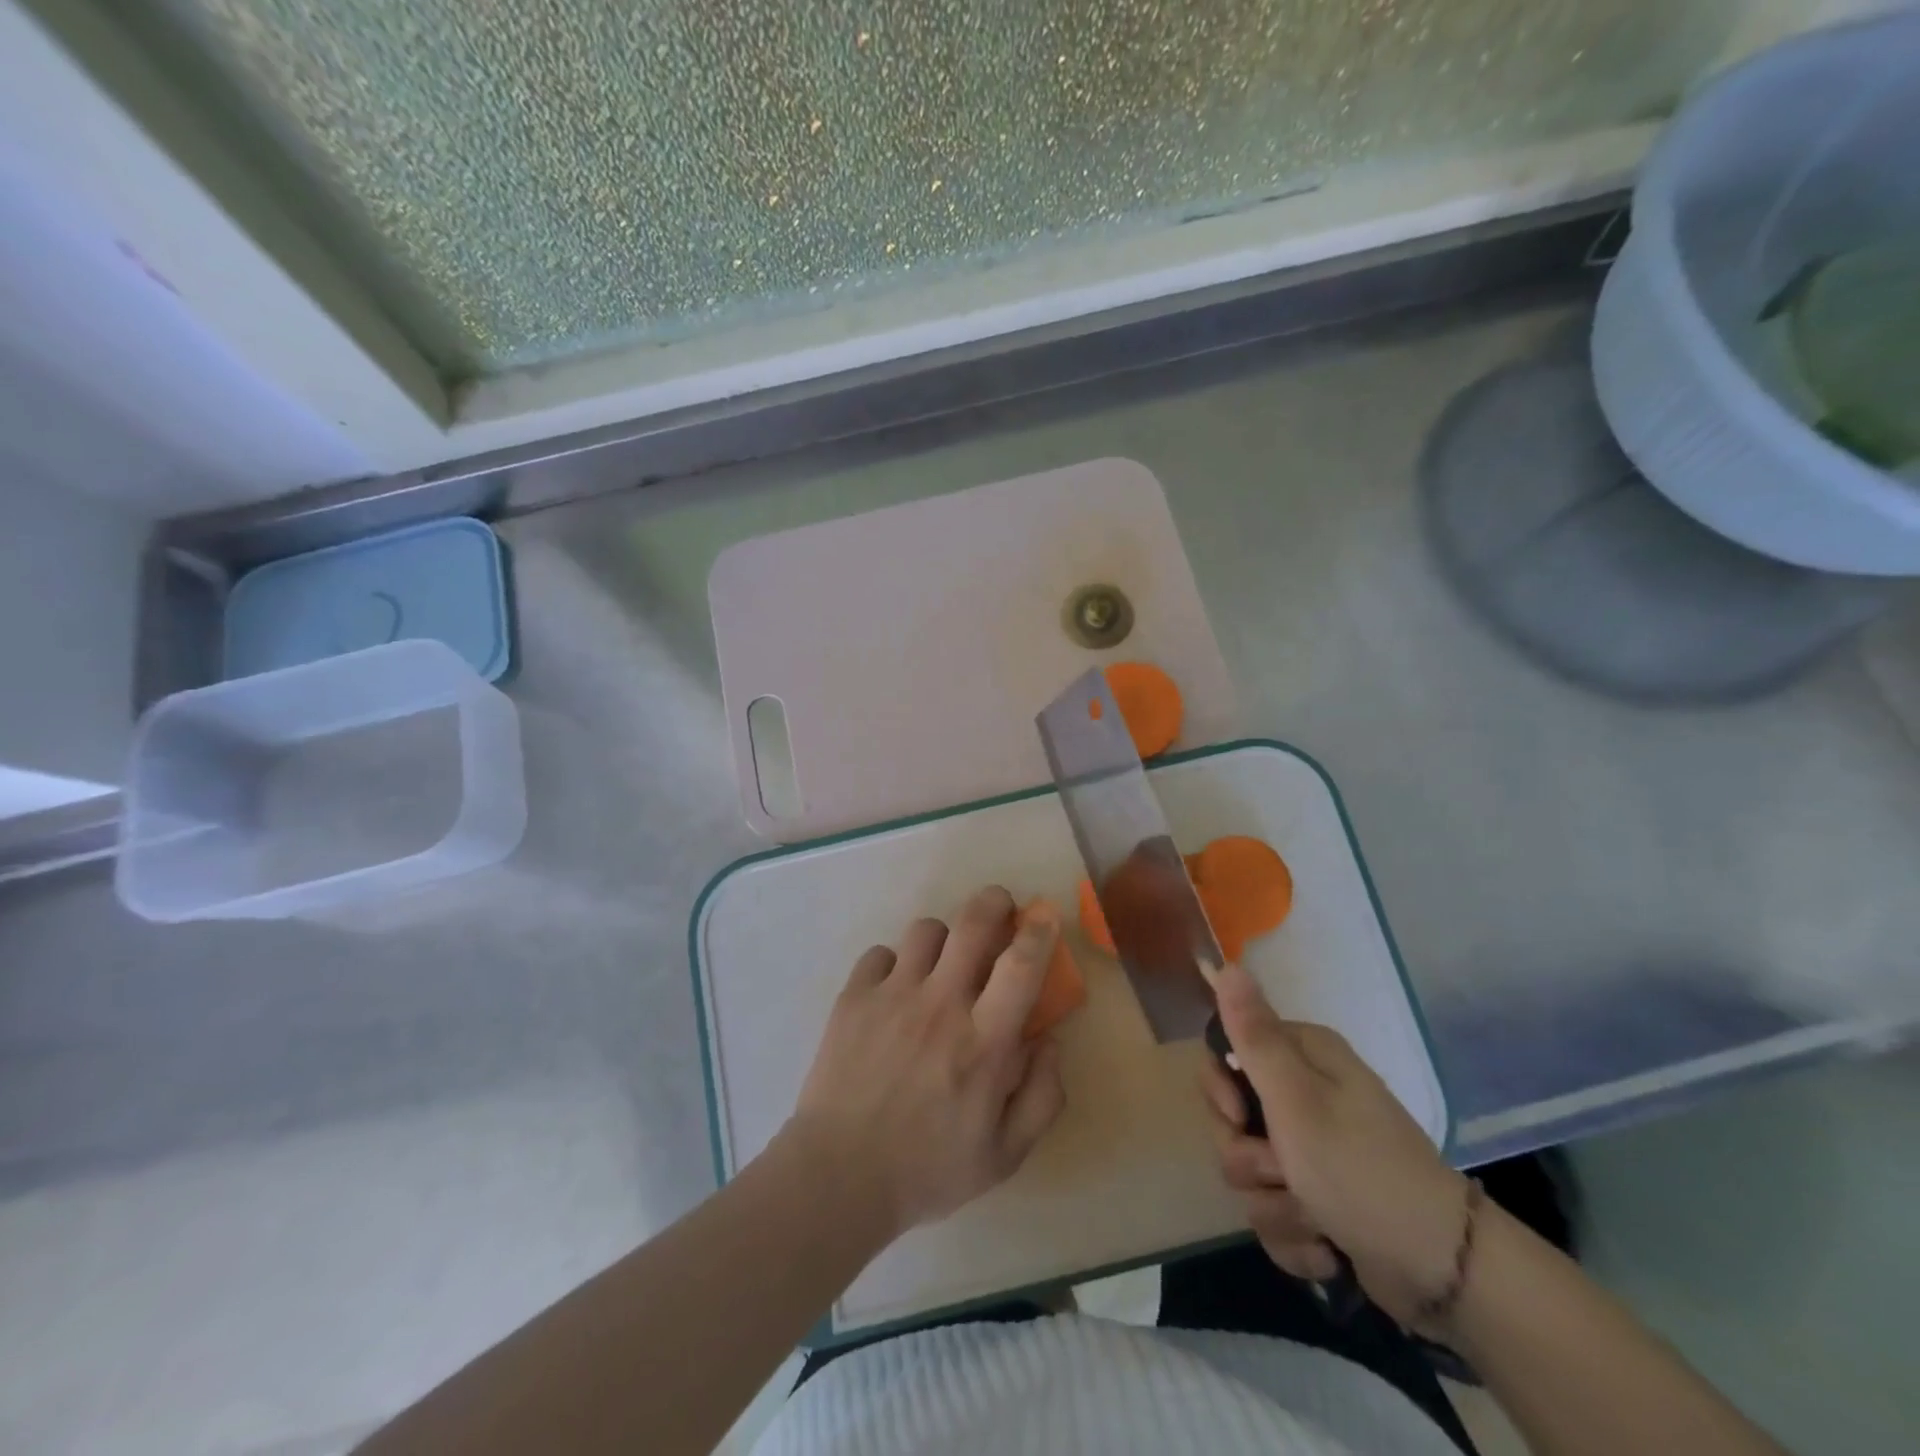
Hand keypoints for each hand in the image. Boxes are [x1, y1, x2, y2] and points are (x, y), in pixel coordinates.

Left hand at [786, 886, 1067, 1242]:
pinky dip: (894, 965)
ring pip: (926, 930)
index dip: (1038, 931)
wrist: (838, 1177)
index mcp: (983, 1044)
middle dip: (993, 902)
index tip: (1044, 914)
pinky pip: (880, 954)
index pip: (1020, 966)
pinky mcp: (853, 998)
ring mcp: (892, 997)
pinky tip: (894, 992)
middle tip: (1000, 907)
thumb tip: (1050, 1040)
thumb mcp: (1004, 1155)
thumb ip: (1042, 1097)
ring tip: (941, 963)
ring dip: (944, 939)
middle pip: (972, 924)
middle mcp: (940, 1006)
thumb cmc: (928, 1170)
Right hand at [1202, 963, 1469, 1328]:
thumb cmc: (1361, 1169)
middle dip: (1248, 1158)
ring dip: (1274, 1205)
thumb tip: (1226, 964)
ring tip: (1315, 1218)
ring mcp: (1311, 1150)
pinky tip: (1324, 1247)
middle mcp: (1305, 1095)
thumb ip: (1254, 1035)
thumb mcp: (1296, 1098)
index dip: (1220, 1088)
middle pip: (1229, 1119)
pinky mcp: (1317, 1199)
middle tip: (1282, 1171)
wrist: (1442, 1269)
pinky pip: (1272, 1213)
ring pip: (1248, 1172)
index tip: (1236, 1115)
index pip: (1225, 1053)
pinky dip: (1293, 1236)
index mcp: (1302, 1057)